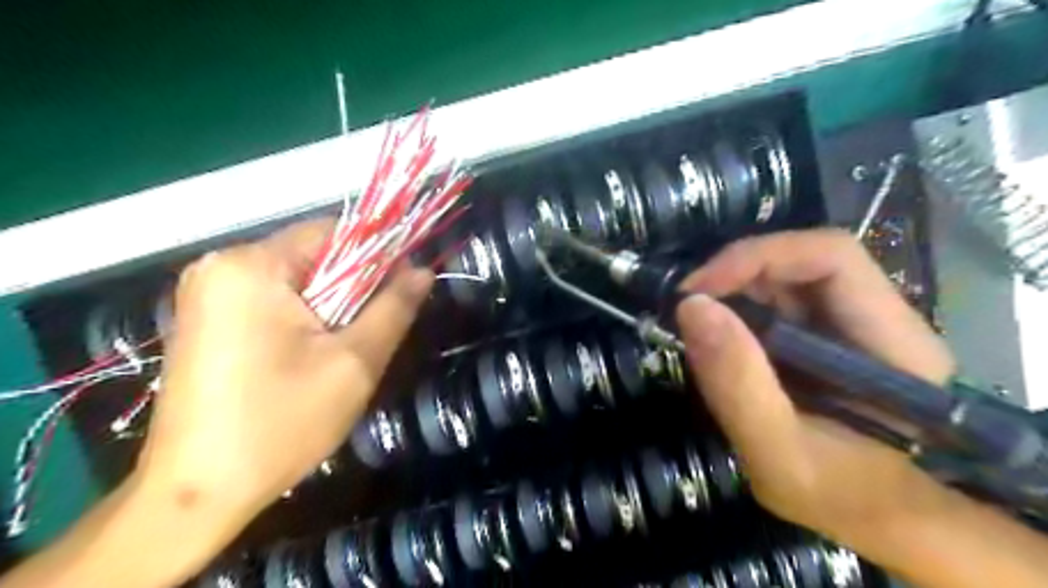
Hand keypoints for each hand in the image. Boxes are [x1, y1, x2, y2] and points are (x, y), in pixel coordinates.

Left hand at [141, 218, 433, 538]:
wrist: (196, 494)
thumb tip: (423, 270)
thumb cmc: (281, 423)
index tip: (401, 291)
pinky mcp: (204, 320)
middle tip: (368, 335)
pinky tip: (307, 359)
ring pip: (296, 281)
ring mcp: (205, 294)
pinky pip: (271, 301)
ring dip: (329, 308)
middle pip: (313, 256)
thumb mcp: (355, 363)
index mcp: (251, 266)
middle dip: (351, 289)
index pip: (334, 232)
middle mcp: (220, 266)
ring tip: (339, 353)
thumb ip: (394, 308)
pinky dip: (301, 319)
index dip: (377, 256)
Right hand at [676, 228, 954, 546]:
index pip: (831, 257)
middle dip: (736, 272)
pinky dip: (736, 307)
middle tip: (686, 305)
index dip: (758, 257)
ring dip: (732, 289)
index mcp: (893, 344)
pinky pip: (775, 299)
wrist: (867, 513)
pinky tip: (715, 333)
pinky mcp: (823, 332)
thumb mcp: (778, 455)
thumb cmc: (835, 495)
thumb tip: (691, 306)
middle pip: (804, 259)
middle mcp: (880, 318)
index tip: (697, 290)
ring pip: (785, 275)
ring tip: (694, 320)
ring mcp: (850, 322)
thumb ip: (738, 386)